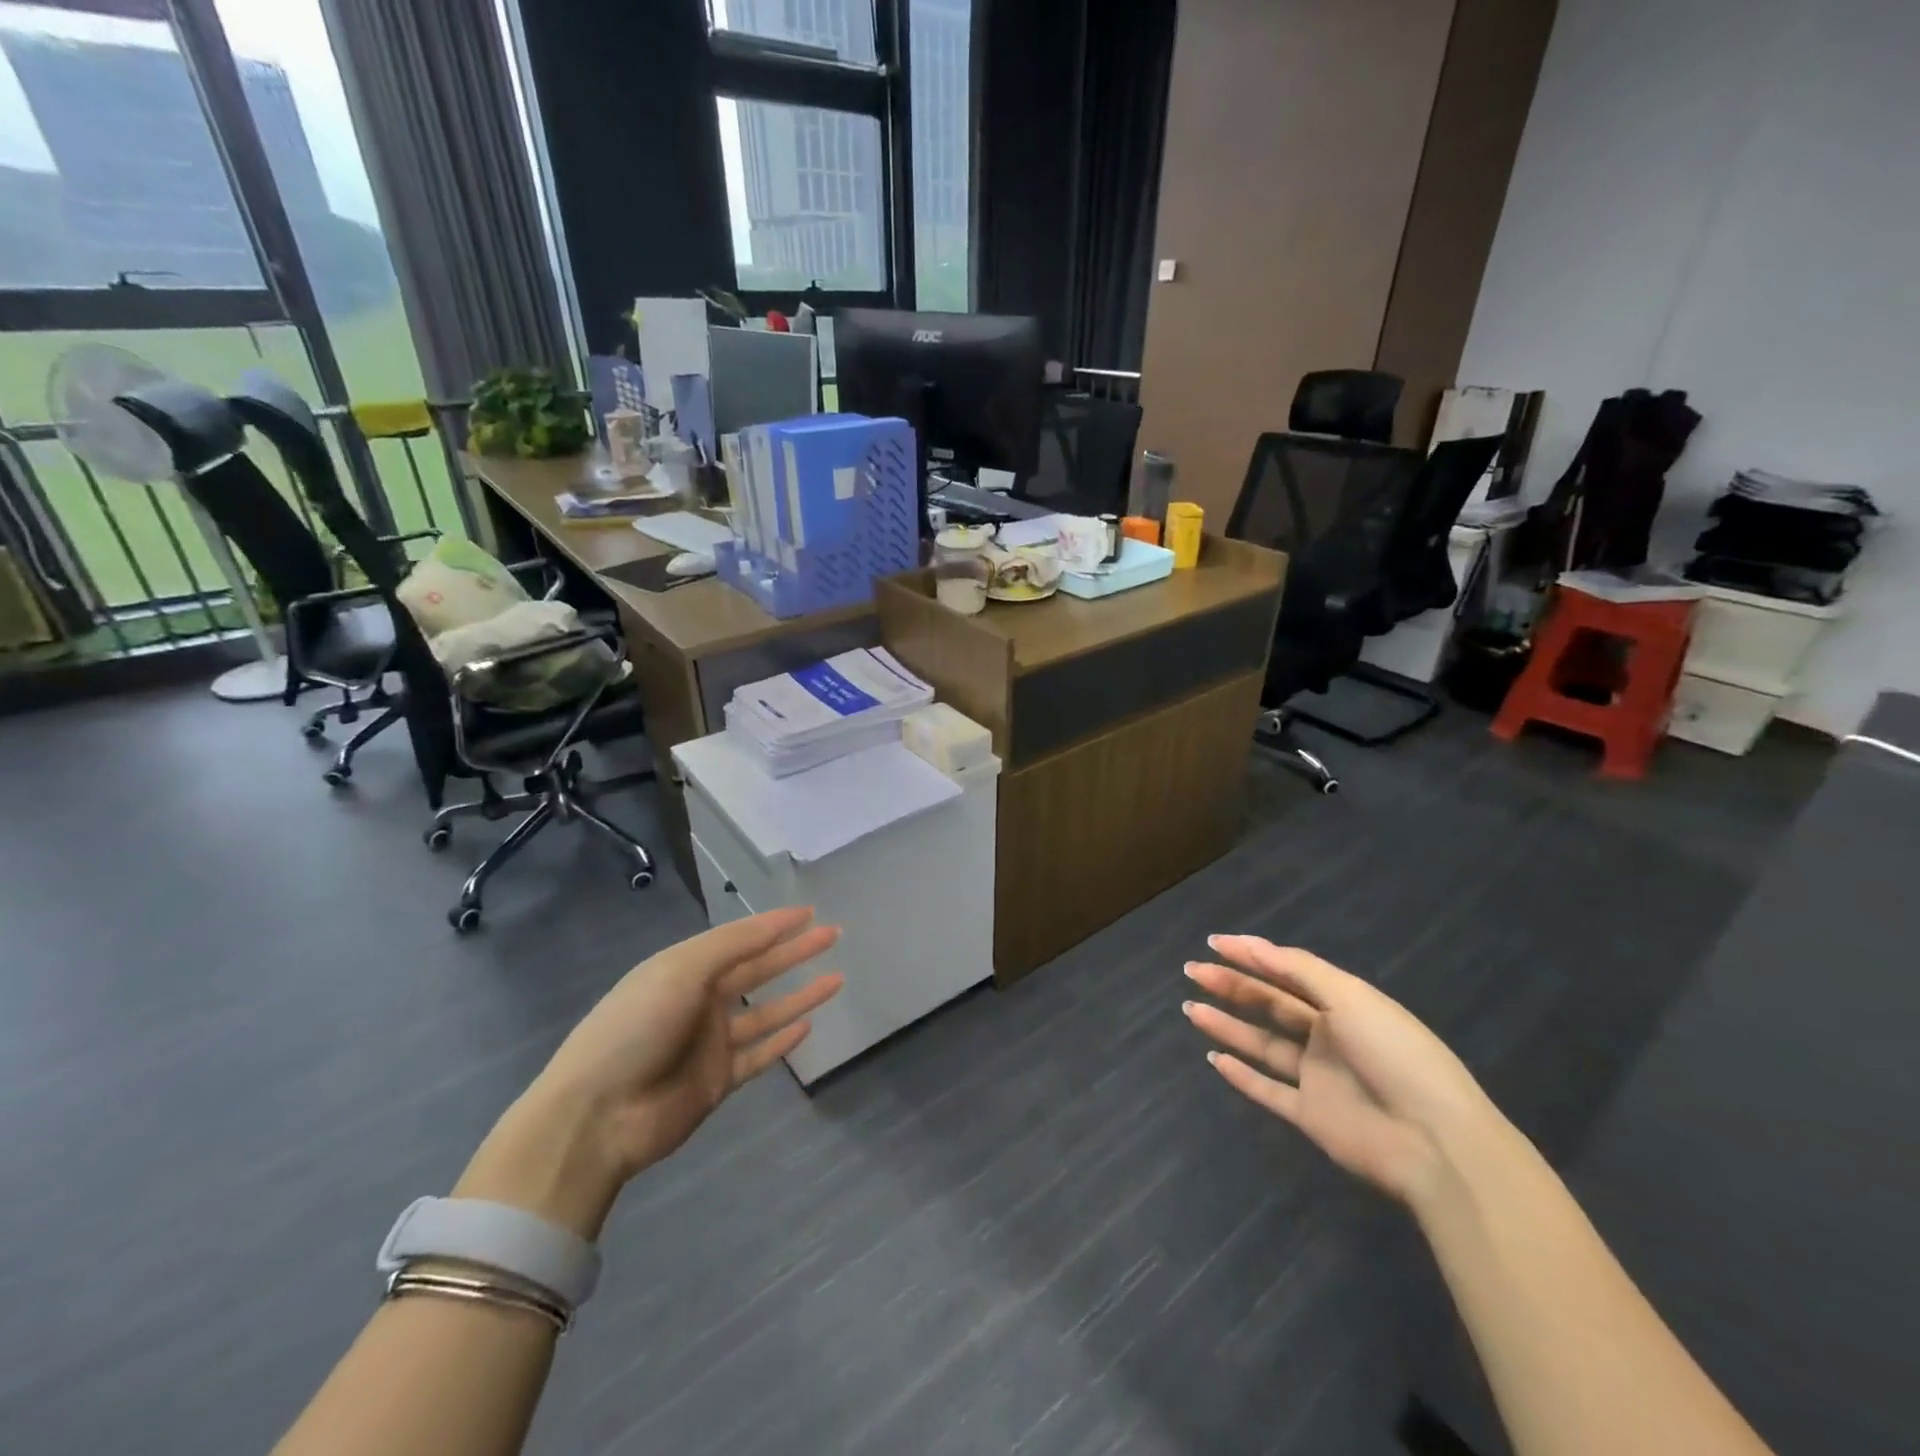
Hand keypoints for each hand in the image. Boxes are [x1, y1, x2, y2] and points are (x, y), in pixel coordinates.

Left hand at [456, 908, 841, 1236]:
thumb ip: (732, 946)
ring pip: (765, 1012)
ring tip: (837, 978)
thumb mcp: (680, 971)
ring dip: (799, 995)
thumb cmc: (635, 1028)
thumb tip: (776, 924)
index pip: (740, 938)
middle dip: (795, 952)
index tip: (811, 912)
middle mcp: (699, 1000)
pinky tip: (808, 1027)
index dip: (775, 924)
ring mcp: (709, 1042)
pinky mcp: (716, 1081)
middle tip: (834, 935)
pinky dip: (782, 1041)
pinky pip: (758, 1055)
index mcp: (684, 968)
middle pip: (758, 970)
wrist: (596, 1117)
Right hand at [1182, 935, 1504, 1206]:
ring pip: (1263, 1045)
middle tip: (1193, 972)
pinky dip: (1242, 1076)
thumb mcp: (1350, 998)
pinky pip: (1268, 1091)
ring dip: (1228, 1026)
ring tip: (1191, 1009)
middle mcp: (1328, 1037)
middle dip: (1232, 986)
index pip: (1287, 973)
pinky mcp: (1311, 1116)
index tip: (1213, 943)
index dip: (1251, 956)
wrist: (1435, 1142)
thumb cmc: (1395, 1054)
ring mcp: (1318, 1078)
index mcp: (1343, 1005)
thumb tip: (1252, 944)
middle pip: (1270, 1005)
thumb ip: (1299, 970)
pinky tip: (1214, 1058)